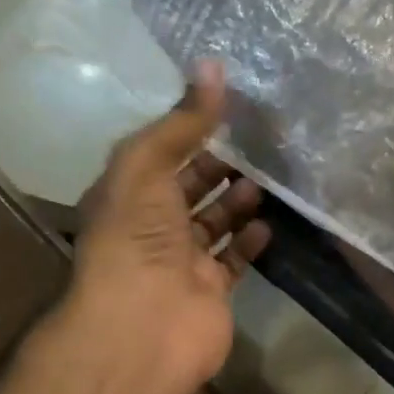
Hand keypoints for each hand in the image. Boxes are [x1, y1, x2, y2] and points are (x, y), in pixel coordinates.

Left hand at [61, 62, 269, 393]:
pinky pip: (234, 260)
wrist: (144, 326)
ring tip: (266, 179)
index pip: (160, 155)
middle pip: (188, 189)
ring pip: (214, 224)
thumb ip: (182, 121)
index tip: (229, 110)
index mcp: (126, 196)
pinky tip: (268, 222)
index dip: (190, 132)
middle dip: (218, 166)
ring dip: (236, 201)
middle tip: (258, 143)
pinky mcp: (212, 291)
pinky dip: (249, 241)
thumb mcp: (147, 166)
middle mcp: (151, 228)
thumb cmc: (135, 239)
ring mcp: (183, 263)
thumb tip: (212, 66)